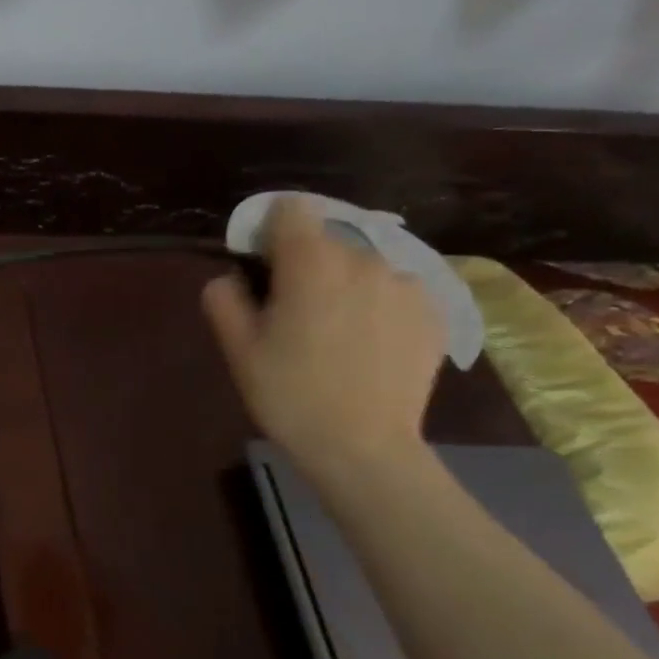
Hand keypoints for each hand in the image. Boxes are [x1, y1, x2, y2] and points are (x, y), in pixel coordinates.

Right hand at [202, 195, 443, 479]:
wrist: (364, 449)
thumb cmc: (290, 396)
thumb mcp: (238, 350)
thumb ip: (224, 298)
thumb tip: (231, 277)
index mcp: (311, 262)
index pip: (291, 209)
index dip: (270, 230)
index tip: (261, 265)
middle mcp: (364, 259)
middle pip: (326, 240)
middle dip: (306, 265)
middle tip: (294, 314)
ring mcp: (406, 284)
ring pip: (362, 266)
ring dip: (344, 285)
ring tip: (335, 334)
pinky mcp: (434, 311)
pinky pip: (394, 291)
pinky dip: (377, 306)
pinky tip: (368, 347)